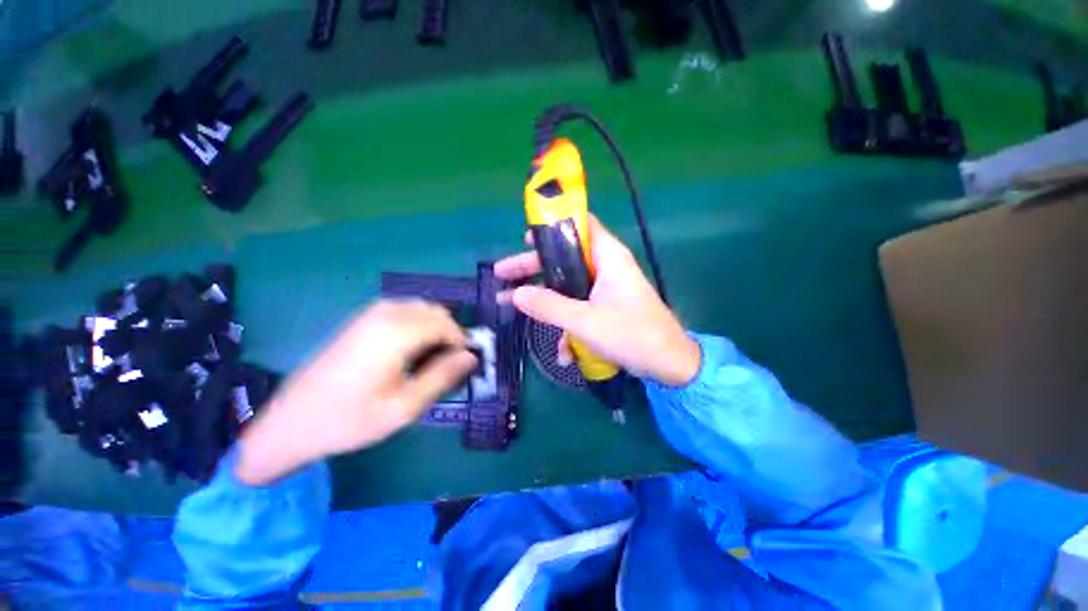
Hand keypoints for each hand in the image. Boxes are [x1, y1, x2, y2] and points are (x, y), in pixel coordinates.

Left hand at [236, 301, 476, 485]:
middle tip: (448, 363)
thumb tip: (471, 356)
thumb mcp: (404, 407)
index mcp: (396, 334)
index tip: (463, 364)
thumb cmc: (350, 420)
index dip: (461, 341)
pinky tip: (409, 348)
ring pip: (420, 307)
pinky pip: (403, 309)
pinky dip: (417, 323)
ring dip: (434, 327)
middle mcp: (385, 314)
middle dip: (449, 332)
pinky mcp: (360, 319)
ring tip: (430, 357)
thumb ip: (441, 377)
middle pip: (435, 311)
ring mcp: (369, 313)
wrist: (292, 422)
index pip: (446, 324)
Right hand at [495, 214, 699, 386]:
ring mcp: (605, 289)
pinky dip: (568, 324)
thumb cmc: (633, 335)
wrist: (669, 365)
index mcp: (607, 257)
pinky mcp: (605, 307)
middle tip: (503, 275)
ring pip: (567, 285)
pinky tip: (565, 353)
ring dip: (545, 301)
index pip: (581, 225)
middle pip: (564, 258)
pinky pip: (578, 307)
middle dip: (533, 268)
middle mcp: (605, 267)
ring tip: (516, 311)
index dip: (553, 227)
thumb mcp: (585, 322)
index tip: (525, 237)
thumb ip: (549, 306)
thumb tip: (516, 294)